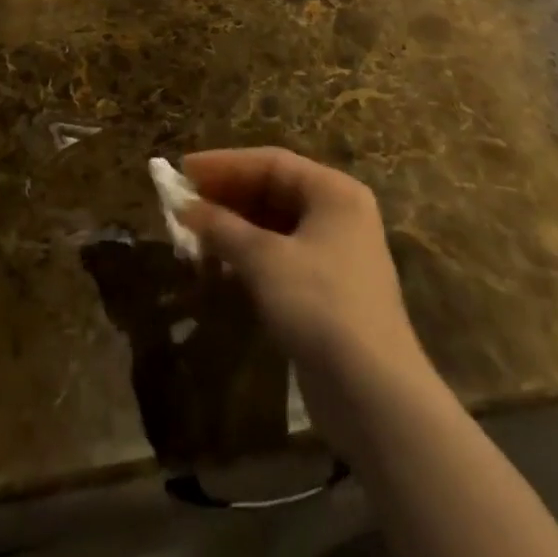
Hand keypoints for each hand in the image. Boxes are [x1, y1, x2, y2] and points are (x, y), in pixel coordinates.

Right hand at [180, 148, 431, 453]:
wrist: (374, 394)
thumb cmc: (320, 305)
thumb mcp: (264, 259)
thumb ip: (222, 226)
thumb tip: (184, 207)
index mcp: (333, 192)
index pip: (271, 162)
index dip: (224, 164)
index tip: (183, 169)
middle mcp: (338, 214)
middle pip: (272, 191)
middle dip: (226, 197)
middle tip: (183, 204)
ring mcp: (335, 254)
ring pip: (273, 226)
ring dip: (233, 229)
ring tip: (192, 235)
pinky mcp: (326, 291)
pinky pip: (279, 257)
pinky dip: (248, 257)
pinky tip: (218, 267)